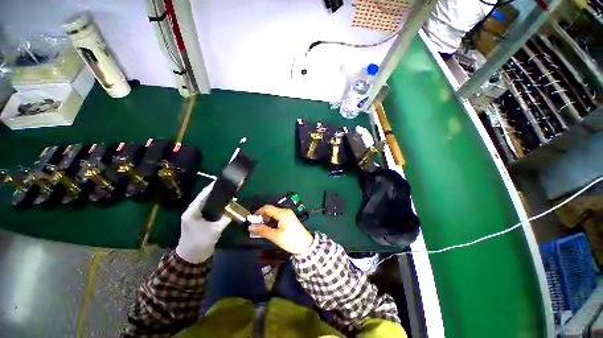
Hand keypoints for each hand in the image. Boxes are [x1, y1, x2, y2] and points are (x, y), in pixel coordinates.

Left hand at [176, 182, 230, 262]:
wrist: (191, 258)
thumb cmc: (201, 243)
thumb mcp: (215, 230)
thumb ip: (226, 218)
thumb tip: (235, 208)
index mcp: (192, 212)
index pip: (202, 195)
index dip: (212, 187)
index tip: (221, 181)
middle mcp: (191, 211)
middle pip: (204, 197)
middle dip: (215, 191)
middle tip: (227, 186)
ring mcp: (194, 216)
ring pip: (205, 203)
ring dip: (215, 198)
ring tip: (227, 192)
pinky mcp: (198, 220)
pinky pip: (207, 209)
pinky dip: (214, 205)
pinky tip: (223, 203)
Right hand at [248, 205, 312, 254]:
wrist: (306, 245)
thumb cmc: (290, 240)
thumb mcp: (275, 236)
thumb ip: (262, 230)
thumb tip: (250, 227)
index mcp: (282, 213)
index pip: (267, 208)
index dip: (258, 212)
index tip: (251, 220)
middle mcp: (285, 211)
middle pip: (271, 209)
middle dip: (262, 216)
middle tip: (256, 225)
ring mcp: (288, 214)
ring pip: (274, 213)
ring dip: (267, 218)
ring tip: (262, 227)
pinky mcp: (290, 218)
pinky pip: (278, 216)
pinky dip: (272, 220)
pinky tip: (270, 227)